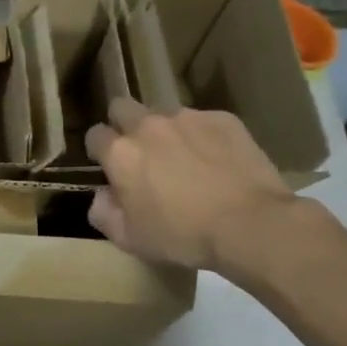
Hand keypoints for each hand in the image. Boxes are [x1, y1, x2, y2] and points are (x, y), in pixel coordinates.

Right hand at [84, 97, 297, 271]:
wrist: (251, 225)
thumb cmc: (182, 236)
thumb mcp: (128, 238)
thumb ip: (102, 212)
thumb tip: (102, 195)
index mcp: (121, 153)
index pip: (95, 135)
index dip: (100, 150)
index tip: (110, 167)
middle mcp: (148, 126)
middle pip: (122, 107)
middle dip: (123, 124)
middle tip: (140, 152)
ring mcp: (188, 118)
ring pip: (164, 114)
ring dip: (166, 131)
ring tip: (185, 159)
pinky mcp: (223, 119)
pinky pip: (203, 121)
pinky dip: (202, 136)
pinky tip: (217, 161)